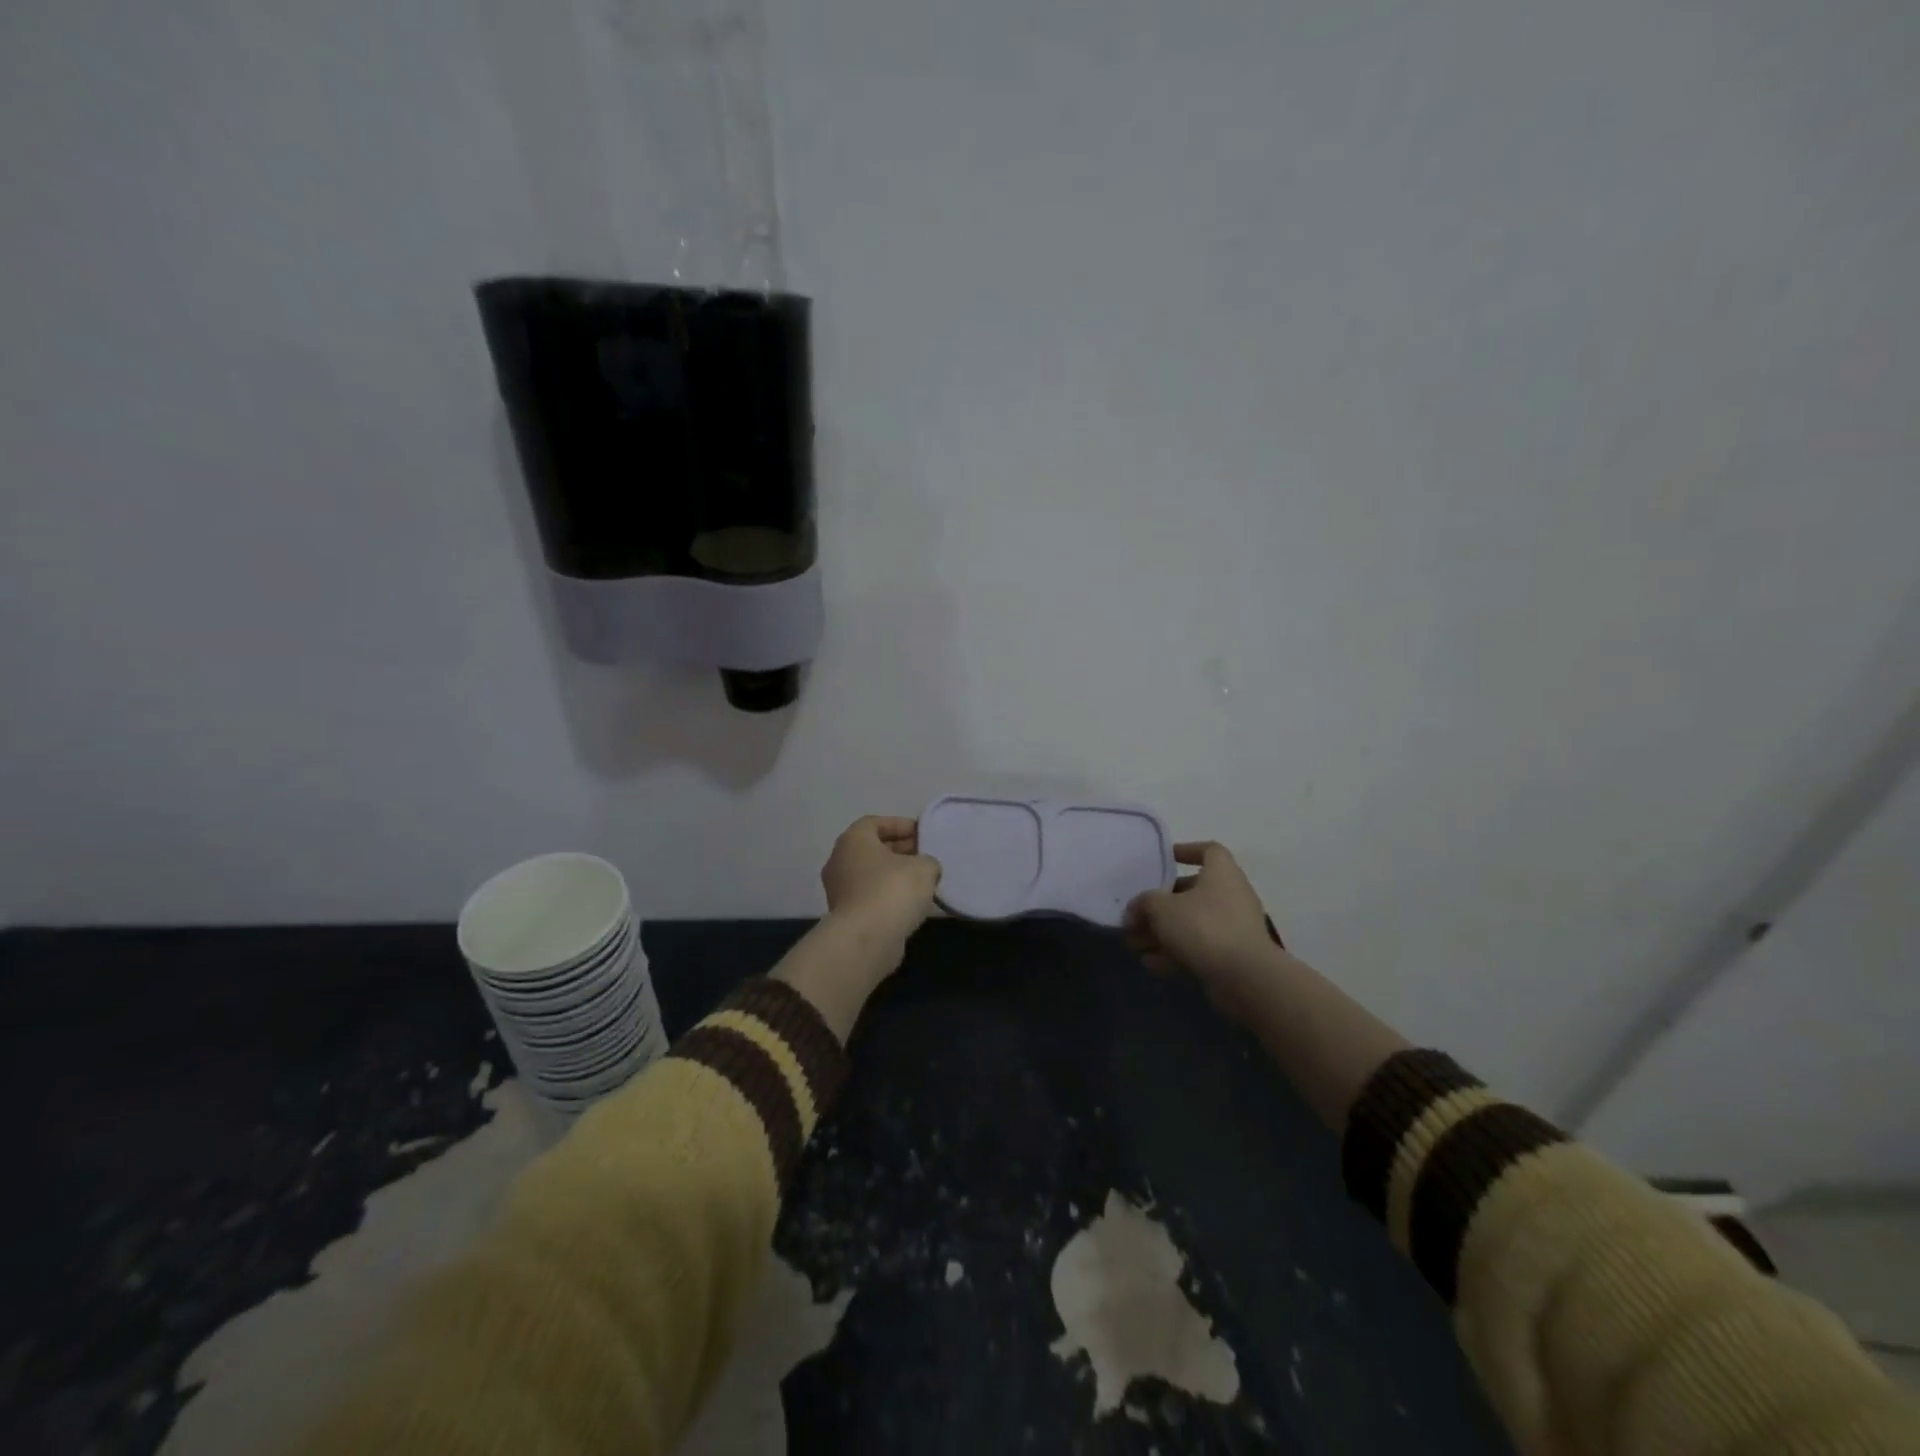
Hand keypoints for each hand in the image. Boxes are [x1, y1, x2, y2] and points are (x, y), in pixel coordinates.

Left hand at [819, 815, 941, 963]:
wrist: (866, 939)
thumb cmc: (892, 890)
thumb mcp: (923, 867)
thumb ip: (927, 861)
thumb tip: (925, 868)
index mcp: (853, 840)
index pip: (875, 823)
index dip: (899, 825)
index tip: (921, 834)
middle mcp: (839, 861)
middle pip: (871, 849)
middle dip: (899, 850)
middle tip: (924, 856)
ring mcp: (839, 890)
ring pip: (870, 874)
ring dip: (893, 875)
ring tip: (922, 881)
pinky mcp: (845, 916)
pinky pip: (869, 897)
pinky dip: (887, 896)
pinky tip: (910, 904)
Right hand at [1123, 842, 1279, 1004]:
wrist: (1245, 977)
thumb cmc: (1203, 927)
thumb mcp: (1161, 908)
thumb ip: (1143, 904)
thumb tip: (1134, 911)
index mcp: (1222, 873)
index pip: (1209, 850)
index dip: (1186, 850)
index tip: (1164, 860)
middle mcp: (1232, 895)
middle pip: (1192, 892)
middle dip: (1161, 905)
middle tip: (1136, 915)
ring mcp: (1235, 927)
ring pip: (1193, 923)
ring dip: (1163, 933)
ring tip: (1135, 945)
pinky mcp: (1233, 956)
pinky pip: (1200, 948)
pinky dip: (1176, 954)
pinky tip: (1151, 965)